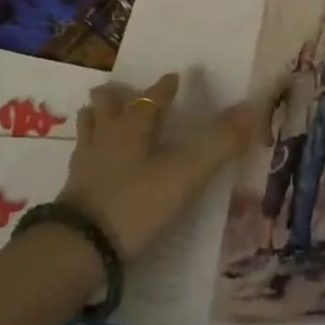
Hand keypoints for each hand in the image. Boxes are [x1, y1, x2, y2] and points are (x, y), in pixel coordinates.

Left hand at [59, 73, 257, 260]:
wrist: (79, 247)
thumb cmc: (136, 202)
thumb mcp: (185, 174)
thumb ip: (219, 143)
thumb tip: (252, 106)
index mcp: (136, 124)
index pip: (153, 96)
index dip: (165, 86)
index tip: (174, 77)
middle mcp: (108, 133)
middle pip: (109, 103)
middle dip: (118, 95)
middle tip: (126, 93)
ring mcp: (86, 160)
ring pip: (89, 125)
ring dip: (96, 116)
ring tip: (100, 115)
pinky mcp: (72, 188)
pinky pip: (80, 157)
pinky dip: (87, 150)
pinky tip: (90, 161)